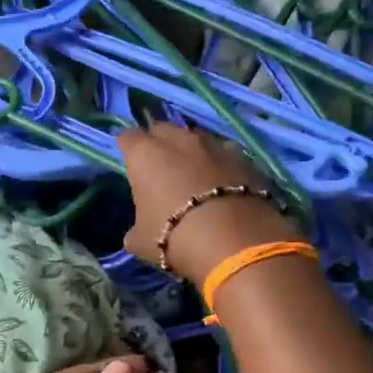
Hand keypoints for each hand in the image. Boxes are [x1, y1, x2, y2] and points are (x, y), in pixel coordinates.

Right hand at [117, 122, 299, 285]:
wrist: (234, 242)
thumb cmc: (174, 237)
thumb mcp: (140, 241)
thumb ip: (135, 228)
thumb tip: (137, 231)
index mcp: (145, 154)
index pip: (128, 138)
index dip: (127, 148)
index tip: (129, 162)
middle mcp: (179, 140)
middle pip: (163, 130)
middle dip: (159, 143)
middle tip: (160, 166)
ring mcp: (215, 145)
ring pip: (197, 139)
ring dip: (192, 152)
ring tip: (194, 174)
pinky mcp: (245, 159)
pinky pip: (226, 155)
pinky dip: (221, 166)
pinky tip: (223, 184)